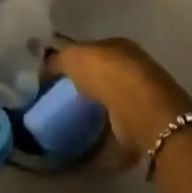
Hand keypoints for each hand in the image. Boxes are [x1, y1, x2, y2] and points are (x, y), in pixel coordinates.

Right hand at [47, 39, 191, 163]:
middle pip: (106, 76)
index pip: (95, 49)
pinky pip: (120, 131)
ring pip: (115, 103)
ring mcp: (143, 98)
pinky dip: (108, 140)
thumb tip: (45, 67)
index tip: (58, 76)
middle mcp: (135, 68)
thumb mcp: (73, 57)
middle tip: (64, 101)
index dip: (77, 60)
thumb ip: (58, 60)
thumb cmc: (108, 75)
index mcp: (119, 45)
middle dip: (89, 86)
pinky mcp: (146, 127)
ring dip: (100, 113)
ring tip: (76, 124)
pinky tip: (91, 147)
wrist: (143, 112)